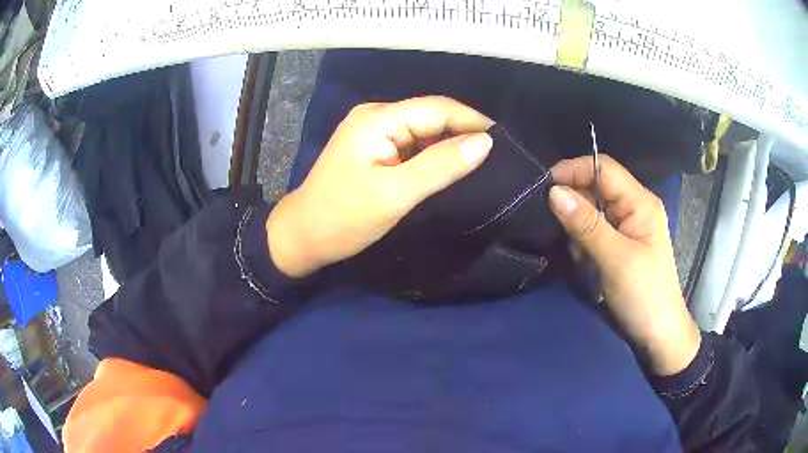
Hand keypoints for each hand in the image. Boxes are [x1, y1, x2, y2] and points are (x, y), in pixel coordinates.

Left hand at [266, 96, 493, 277]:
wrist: (303, 237)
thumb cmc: (343, 217)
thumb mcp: (395, 194)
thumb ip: (441, 165)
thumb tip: (485, 143)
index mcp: (378, 118)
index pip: (437, 109)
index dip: (473, 122)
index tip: (506, 144)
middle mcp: (378, 117)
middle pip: (432, 118)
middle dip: (465, 134)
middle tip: (500, 159)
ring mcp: (376, 134)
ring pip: (426, 133)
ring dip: (452, 147)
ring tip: (485, 166)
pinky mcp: (377, 151)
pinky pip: (414, 148)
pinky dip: (435, 158)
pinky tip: (455, 170)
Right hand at [549, 155, 700, 375]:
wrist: (657, 335)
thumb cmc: (644, 295)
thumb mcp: (615, 259)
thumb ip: (586, 224)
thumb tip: (553, 191)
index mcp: (640, 202)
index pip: (603, 168)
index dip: (574, 170)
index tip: (544, 188)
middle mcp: (633, 207)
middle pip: (596, 186)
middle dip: (574, 203)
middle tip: (554, 226)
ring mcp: (626, 227)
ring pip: (591, 210)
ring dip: (576, 227)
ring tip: (575, 253)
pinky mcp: (618, 245)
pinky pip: (593, 231)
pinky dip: (581, 242)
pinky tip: (582, 261)